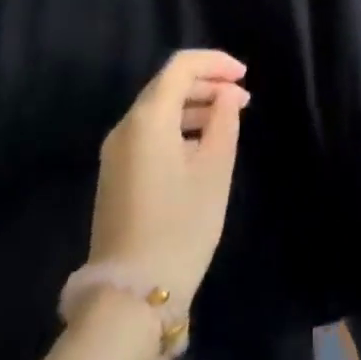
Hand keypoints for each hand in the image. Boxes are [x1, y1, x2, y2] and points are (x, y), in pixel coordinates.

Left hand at [86, 49, 248, 312]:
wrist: (131, 296)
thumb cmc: (181, 225)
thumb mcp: (215, 169)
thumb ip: (224, 121)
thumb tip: (225, 95)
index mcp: (148, 118)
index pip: (181, 66)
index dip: (215, 63)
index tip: (244, 76)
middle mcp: (125, 127)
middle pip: (168, 85)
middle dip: (207, 84)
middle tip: (242, 99)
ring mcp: (115, 153)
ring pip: (158, 110)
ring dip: (194, 106)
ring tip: (229, 120)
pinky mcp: (115, 176)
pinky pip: (149, 133)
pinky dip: (178, 127)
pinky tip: (202, 146)